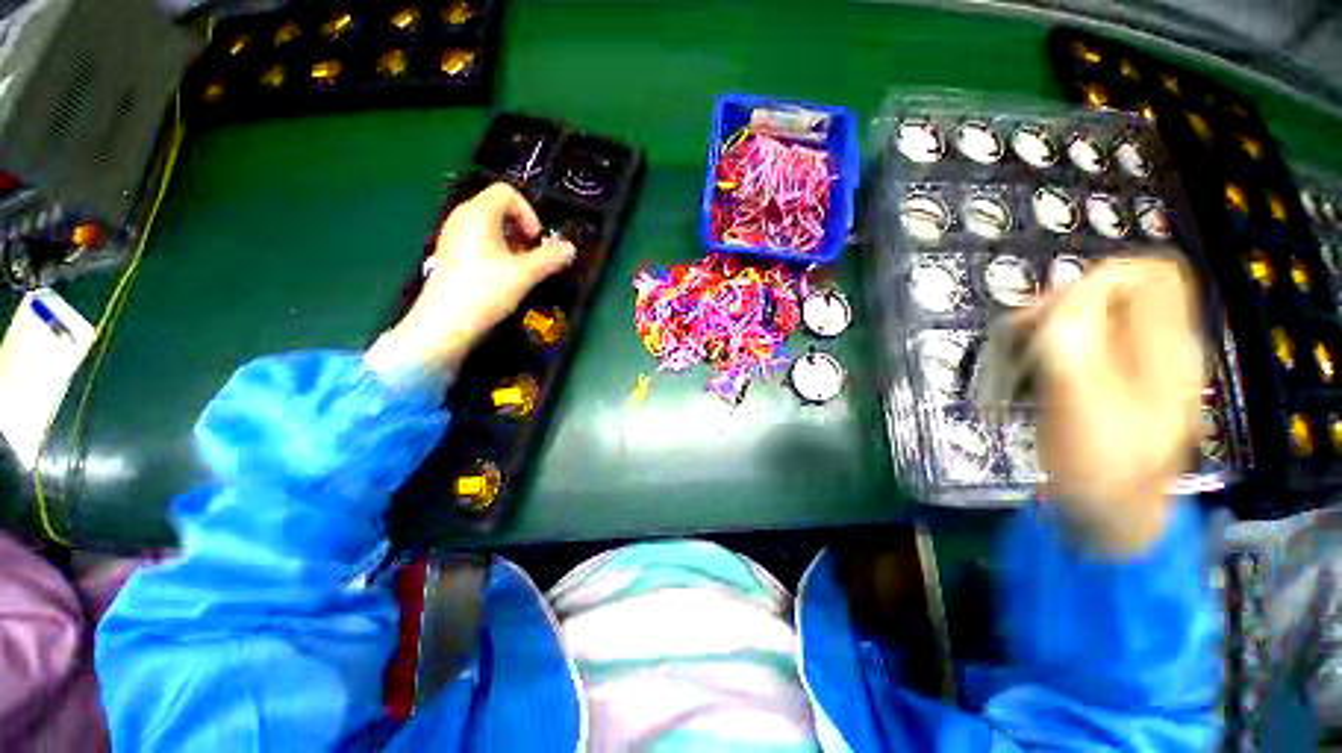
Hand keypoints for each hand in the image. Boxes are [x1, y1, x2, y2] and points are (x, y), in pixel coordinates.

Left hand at [382, 183, 575, 371]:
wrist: (445, 323)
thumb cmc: (486, 291)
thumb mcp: (525, 274)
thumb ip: (550, 258)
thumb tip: (571, 248)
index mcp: (478, 213)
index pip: (507, 193)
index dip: (529, 214)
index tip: (536, 242)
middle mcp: (462, 218)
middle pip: (498, 208)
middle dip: (522, 230)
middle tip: (532, 257)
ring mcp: (452, 236)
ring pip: (489, 227)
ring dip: (511, 243)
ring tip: (520, 269)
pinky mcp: (450, 255)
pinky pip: (478, 242)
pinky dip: (496, 252)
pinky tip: (501, 278)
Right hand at [1030, 255, 1205, 553]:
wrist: (1108, 514)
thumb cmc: (1098, 467)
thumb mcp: (1083, 404)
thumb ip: (1076, 344)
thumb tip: (1067, 294)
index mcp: (1169, 350)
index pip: (1151, 274)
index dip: (1098, 279)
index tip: (1051, 312)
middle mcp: (1160, 347)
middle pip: (1122, 288)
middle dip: (1067, 301)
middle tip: (1025, 335)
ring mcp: (1138, 364)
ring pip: (1100, 312)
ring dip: (1055, 323)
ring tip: (1021, 353)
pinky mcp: (1113, 378)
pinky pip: (1087, 337)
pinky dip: (1054, 341)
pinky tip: (1032, 365)